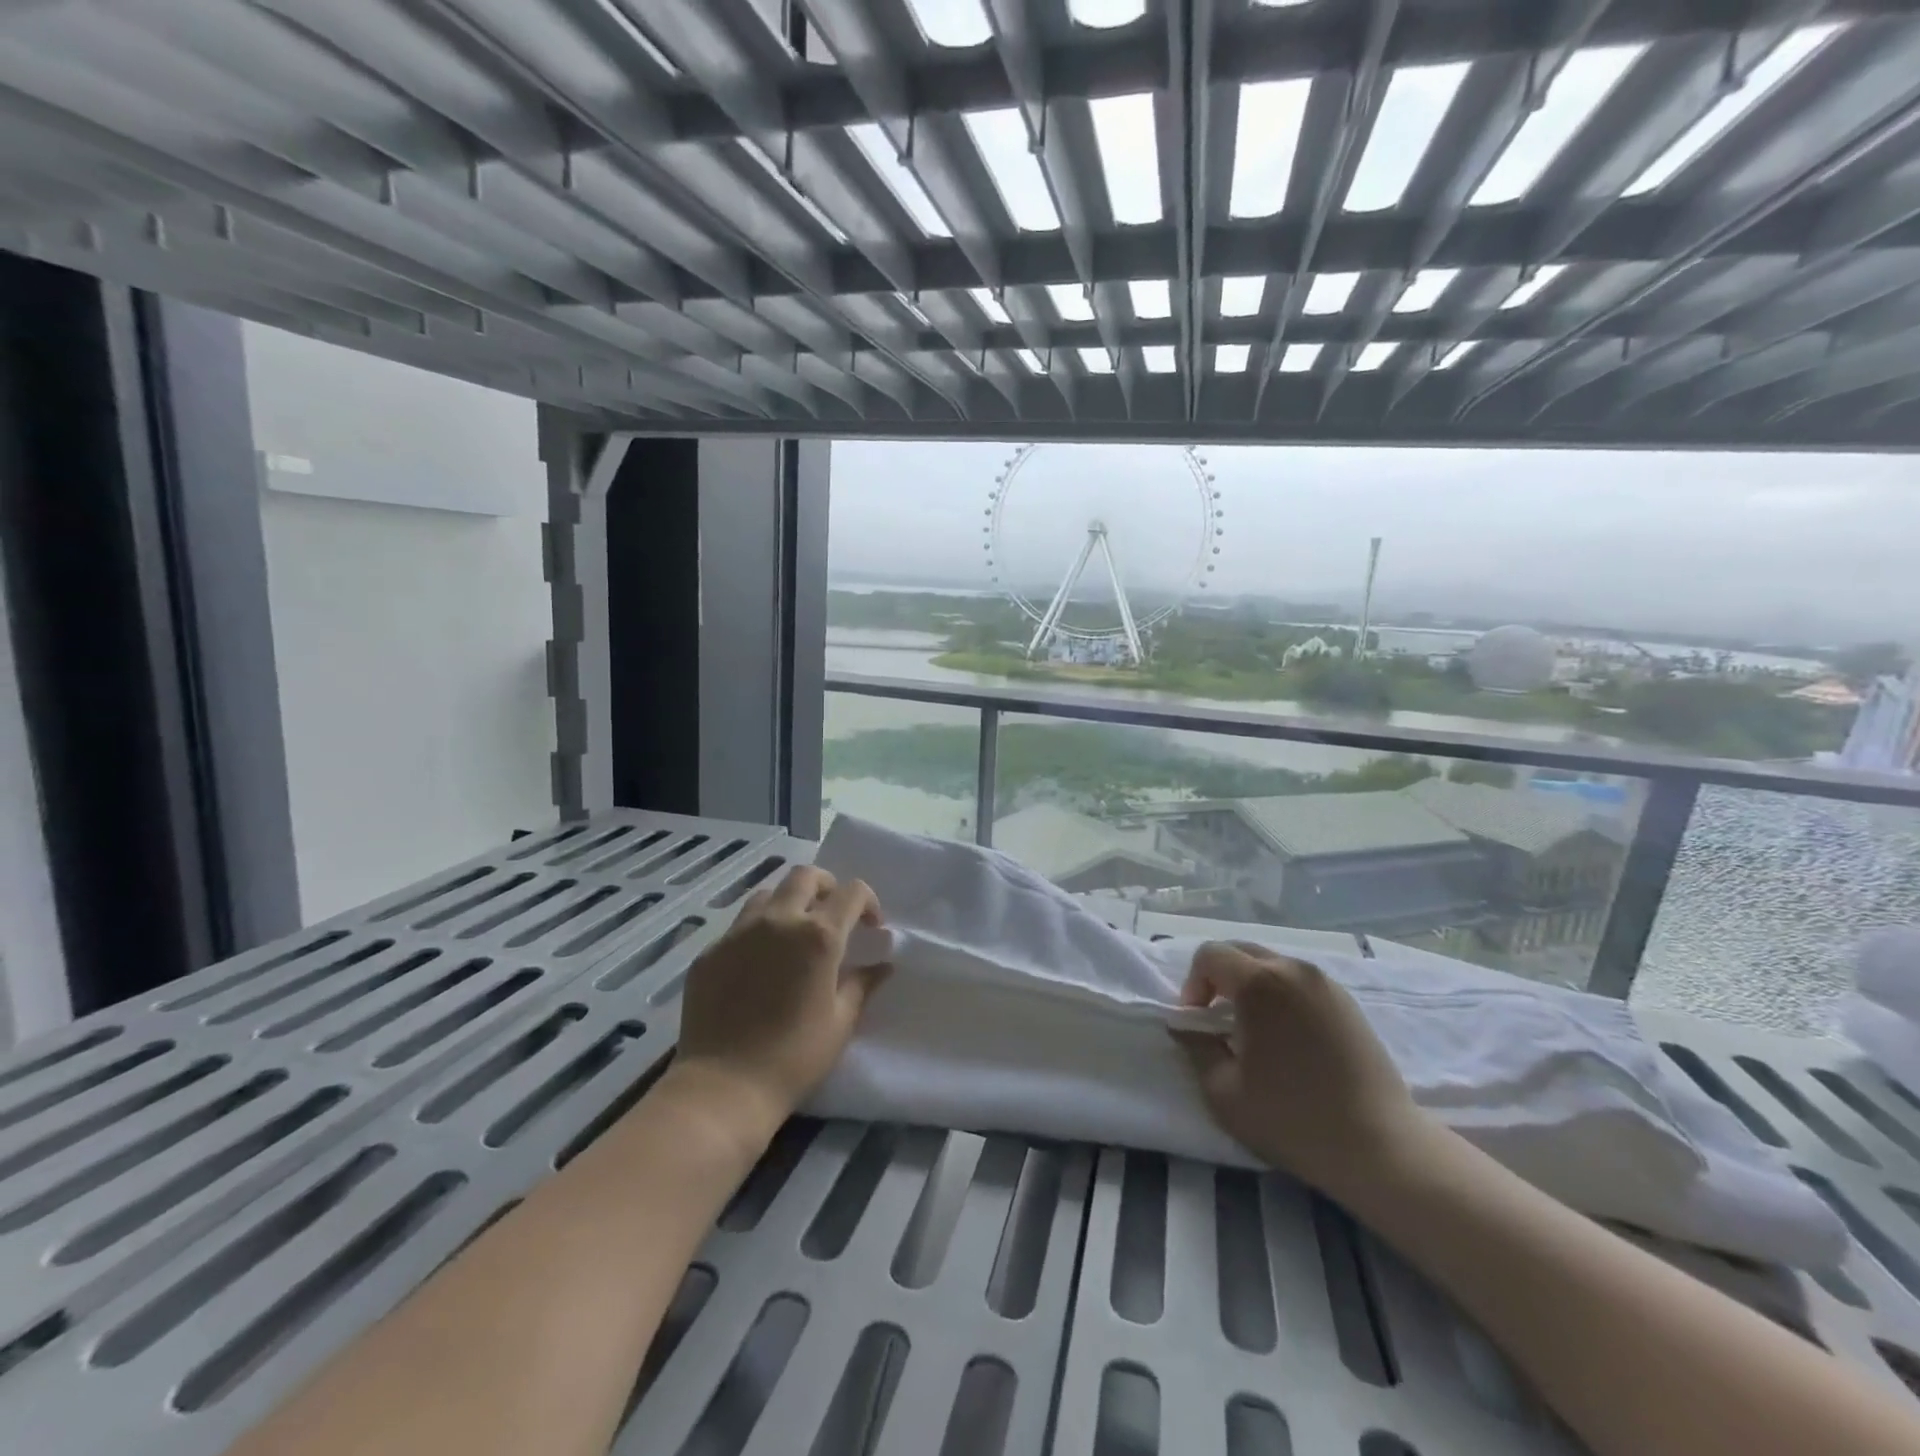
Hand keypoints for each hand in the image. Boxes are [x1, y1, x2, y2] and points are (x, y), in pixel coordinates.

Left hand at [674, 866, 887, 1127]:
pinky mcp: (710, 952)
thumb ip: (863, 984)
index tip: (871, 927)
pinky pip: (739, 926)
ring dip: (788, 905)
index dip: (868, 902)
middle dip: (827, 886)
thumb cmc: (794, 1058)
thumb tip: (882, 964)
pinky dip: (757, 933)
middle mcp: (778, 921)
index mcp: (818, 936)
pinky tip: (758, 966)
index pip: (852, 892)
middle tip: (832, 915)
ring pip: (768, 895)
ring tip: (792, 936)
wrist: (723, 1087)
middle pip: (805, 876)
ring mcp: (738, 933)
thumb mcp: (841, 1022)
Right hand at [1174, 942, 1429, 1193]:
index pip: (1209, 955)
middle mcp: (1293, 969)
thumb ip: (1195, 1045)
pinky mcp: (1348, 1002)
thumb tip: (1185, 1023)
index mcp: (1259, 983)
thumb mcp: (1222, 1090)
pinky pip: (1299, 982)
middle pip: (1240, 951)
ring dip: (1251, 986)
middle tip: (1219, 1022)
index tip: (1198, 1023)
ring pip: (1271, 964)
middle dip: (1219, 979)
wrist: (1381, 1148)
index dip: (1192, 984)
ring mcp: (1325, 983)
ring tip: (1254, 1031)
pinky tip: (1288, 1039)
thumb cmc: (1292, 1119)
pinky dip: (1281, 996)